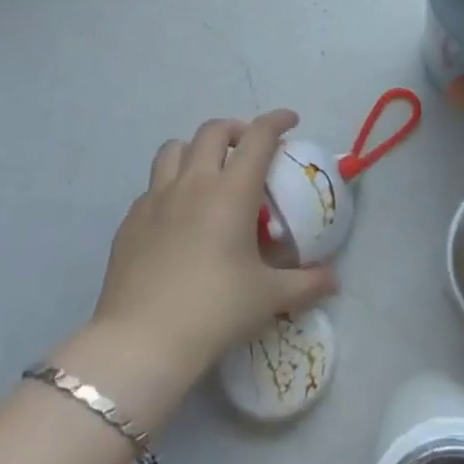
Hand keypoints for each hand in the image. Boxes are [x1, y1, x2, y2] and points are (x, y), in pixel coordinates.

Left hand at [64, 111, 337, 413]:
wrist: (140, 343)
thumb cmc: (214, 311)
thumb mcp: (269, 298)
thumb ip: (306, 283)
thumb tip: (334, 280)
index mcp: (232, 191)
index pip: (258, 136)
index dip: (277, 120)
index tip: (290, 121)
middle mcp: (193, 183)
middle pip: (213, 131)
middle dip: (236, 129)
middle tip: (249, 148)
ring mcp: (156, 199)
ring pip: (174, 149)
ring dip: (196, 149)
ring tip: (209, 170)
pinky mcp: (130, 221)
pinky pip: (152, 186)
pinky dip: (170, 185)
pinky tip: (177, 214)